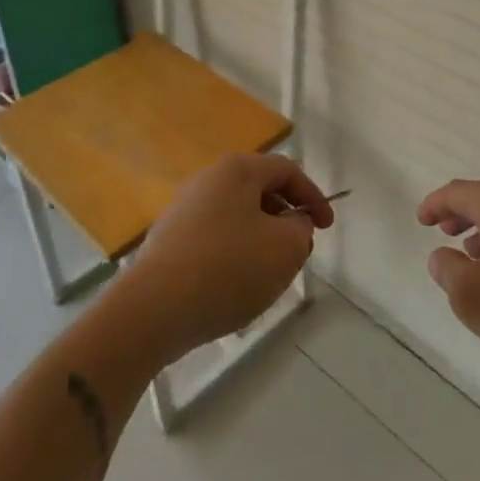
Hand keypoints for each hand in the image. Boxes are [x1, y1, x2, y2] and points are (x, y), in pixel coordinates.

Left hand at [122, 155, 333, 363]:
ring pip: (237, 216)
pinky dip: (234, 254)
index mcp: (237, 170)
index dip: (313, 196)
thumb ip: (301, 229)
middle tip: (298, 251)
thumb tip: (291, 223)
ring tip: (268, 274)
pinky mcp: (169, 240)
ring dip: (260, 238)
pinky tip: (234, 286)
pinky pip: (214, 238)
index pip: (286, 170)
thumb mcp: (285, 249)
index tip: (327, 227)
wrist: (152, 310)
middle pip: (259, 190)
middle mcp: (208, 179)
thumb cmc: (228, 269)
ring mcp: (183, 209)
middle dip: (286, 218)